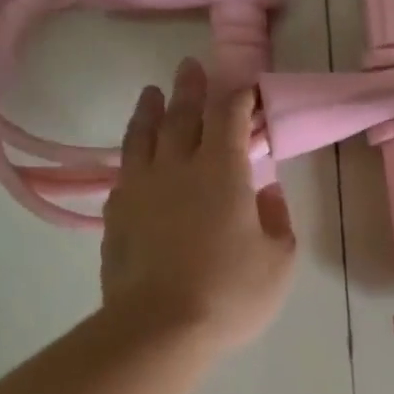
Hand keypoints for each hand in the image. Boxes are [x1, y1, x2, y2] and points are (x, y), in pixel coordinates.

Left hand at [100, 59, 296, 349]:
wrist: (159, 326)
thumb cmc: (230, 293)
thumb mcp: (278, 261)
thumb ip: (277, 220)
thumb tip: (267, 191)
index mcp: (222, 171)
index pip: (228, 115)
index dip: (238, 95)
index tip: (245, 86)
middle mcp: (177, 167)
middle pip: (182, 115)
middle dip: (191, 88)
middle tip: (191, 67)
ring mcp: (140, 188)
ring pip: (143, 136)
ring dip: (151, 110)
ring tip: (153, 94)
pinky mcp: (116, 215)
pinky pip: (125, 173)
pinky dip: (133, 157)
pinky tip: (136, 161)